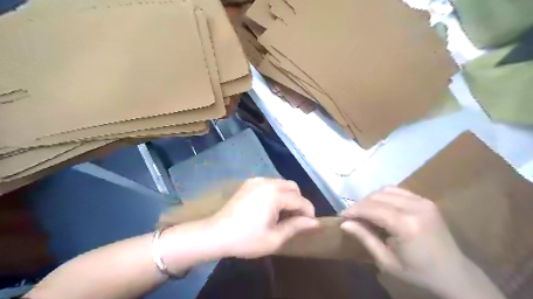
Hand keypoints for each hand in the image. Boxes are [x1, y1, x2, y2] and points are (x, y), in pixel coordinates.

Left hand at [207, 177, 314, 258]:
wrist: (216, 233)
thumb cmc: (246, 239)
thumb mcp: (274, 238)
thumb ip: (296, 226)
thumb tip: (314, 222)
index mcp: (275, 194)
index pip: (301, 200)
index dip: (309, 213)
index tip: (309, 225)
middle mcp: (268, 182)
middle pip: (293, 187)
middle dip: (298, 202)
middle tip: (294, 219)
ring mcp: (257, 180)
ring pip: (282, 184)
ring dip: (287, 196)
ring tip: (282, 214)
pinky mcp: (249, 182)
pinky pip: (270, 184)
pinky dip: (276, 193)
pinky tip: (269, 207)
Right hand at [342, 186, 467, 293]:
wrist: (455, 274)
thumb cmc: (418, 272)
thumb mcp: (387, 262)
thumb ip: (365, 238)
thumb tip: (345, 223)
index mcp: (407, 225)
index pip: (372, 208)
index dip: (354, 210)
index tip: (342, 216)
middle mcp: (415, 207)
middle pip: (377, 197)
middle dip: (360, 204)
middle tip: (351, 216)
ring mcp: (423, 201)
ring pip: (386, 190)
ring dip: (371, 199)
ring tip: (364, 211)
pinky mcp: (426, 200)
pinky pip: (397, 191)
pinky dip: (384, 196)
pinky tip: (380, 207)